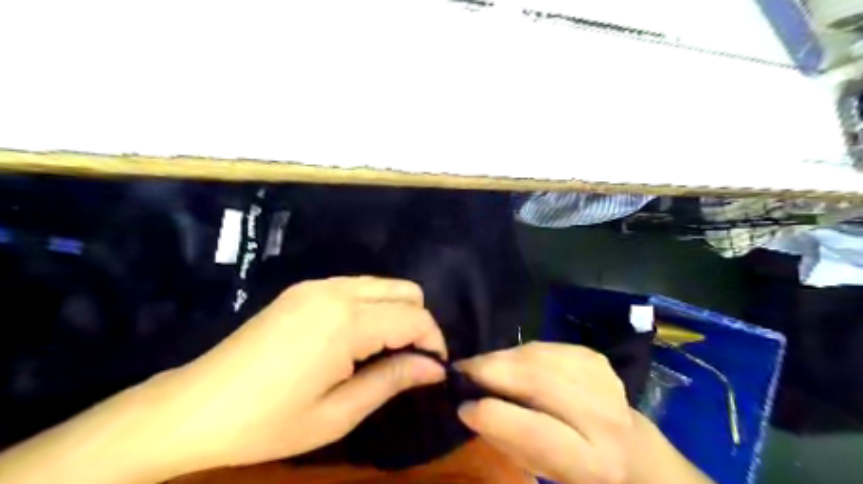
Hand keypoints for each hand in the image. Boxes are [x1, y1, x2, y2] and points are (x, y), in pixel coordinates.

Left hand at [142, 277, 447, 473]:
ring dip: (395, 313)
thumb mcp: (338, 413)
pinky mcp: (304, 289)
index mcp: (346, 322)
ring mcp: (317, 285)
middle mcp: (336, 291)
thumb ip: (392, 380)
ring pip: (382, 285)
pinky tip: (355, 339)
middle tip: (408, 361)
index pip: (415, 317)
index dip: (433, 341)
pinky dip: (371, 307)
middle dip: (418, 323)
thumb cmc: (267, 421)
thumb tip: (434, 367)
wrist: (194, 407)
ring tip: (383, 352)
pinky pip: (356, 287)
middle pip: (405, 290)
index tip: (433, 369)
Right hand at [455, 341, 710, 480]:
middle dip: (493, 370)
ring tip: (483, 365)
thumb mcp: (544, 470)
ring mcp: (603, 381)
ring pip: (540, 356)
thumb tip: (471, 407)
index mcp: (592, 461)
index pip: (537, 430)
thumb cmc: (580, 471)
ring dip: (504, 357)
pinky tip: (513, 361)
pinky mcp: (596, 359)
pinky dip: (522, 351)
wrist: (632, 450)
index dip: (494, 414)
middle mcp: (604, 417)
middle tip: (463, 370)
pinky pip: (548, 346)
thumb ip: (508, 440)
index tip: (463, 406)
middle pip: (539, 380)